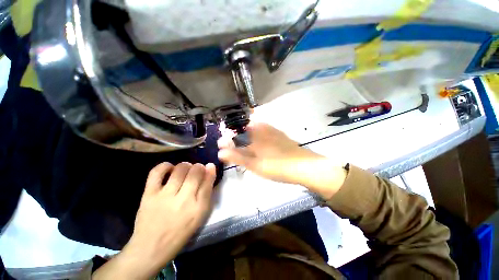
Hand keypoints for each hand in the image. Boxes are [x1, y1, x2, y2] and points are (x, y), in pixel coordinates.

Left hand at [93, 162, 215, 279]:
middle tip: (196, 170)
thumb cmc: (180, 232)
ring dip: (185, 165)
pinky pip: (157, 173)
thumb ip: (206, 193)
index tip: (209, 166)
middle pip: (195, 172)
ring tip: (185, 169)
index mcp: (198, 208)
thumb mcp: (200, 216)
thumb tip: (209, 170)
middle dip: (198, 167)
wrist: (151, 248)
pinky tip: (169, 168)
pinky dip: (165, 166)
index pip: (208, 181)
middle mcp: (183, 200)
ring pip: (180, 170)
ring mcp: (165, 196)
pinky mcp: (149, 195)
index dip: (210, 170)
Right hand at [218, 122, 346, 198]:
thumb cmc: (277, 166)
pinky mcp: (280, 135)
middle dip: (236, 135)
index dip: (228, 138)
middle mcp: (263, 129)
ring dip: (247, 134)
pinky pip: (266, 130)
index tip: (222, 144)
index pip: (236, 132)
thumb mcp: (254, 164)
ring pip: (255, 129)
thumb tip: (220, 152)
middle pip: (245, 128)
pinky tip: (259, 141)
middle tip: (232, 145)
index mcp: (255, 135)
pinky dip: (259, 133)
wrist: (304, 166)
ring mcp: (273, 131)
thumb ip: (237, 157)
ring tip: (243, 143)